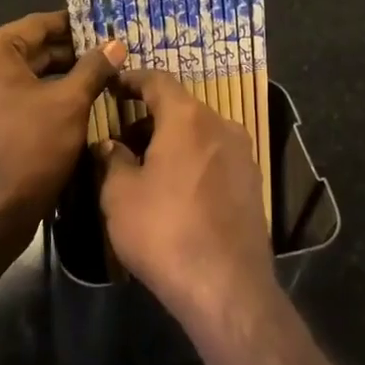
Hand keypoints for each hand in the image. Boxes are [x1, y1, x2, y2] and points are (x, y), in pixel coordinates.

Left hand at [0, 11, 124, 252]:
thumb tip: (116, 44)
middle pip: (27, 49)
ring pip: (18, 74)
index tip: (105, 27)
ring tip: (95, 77)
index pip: (38, 25)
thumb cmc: (31, 149)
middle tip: (106, 55)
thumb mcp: (70, 103)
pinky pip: (7, 95)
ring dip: (54, 75)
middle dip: (67, 54)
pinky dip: (35, 95)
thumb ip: (94, 67)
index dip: (75, 26)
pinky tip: (68, 102)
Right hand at [96, 69, 275, 326]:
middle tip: (123, 137)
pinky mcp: (252, 182)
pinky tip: (176, 187)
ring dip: (173, 139)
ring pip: (200, 132)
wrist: (226, 286)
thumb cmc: (165, 231)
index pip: (158, 80)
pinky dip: (193, 159)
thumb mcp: (121, 195)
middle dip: (150, 116)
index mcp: (188, 117)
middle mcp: (221, 124)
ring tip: (146, 165)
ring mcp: (242, 153)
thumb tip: (111, 146)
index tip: (114, 85)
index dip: (133, 79)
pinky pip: (215, 156)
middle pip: (181, 107)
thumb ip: (113, 160)